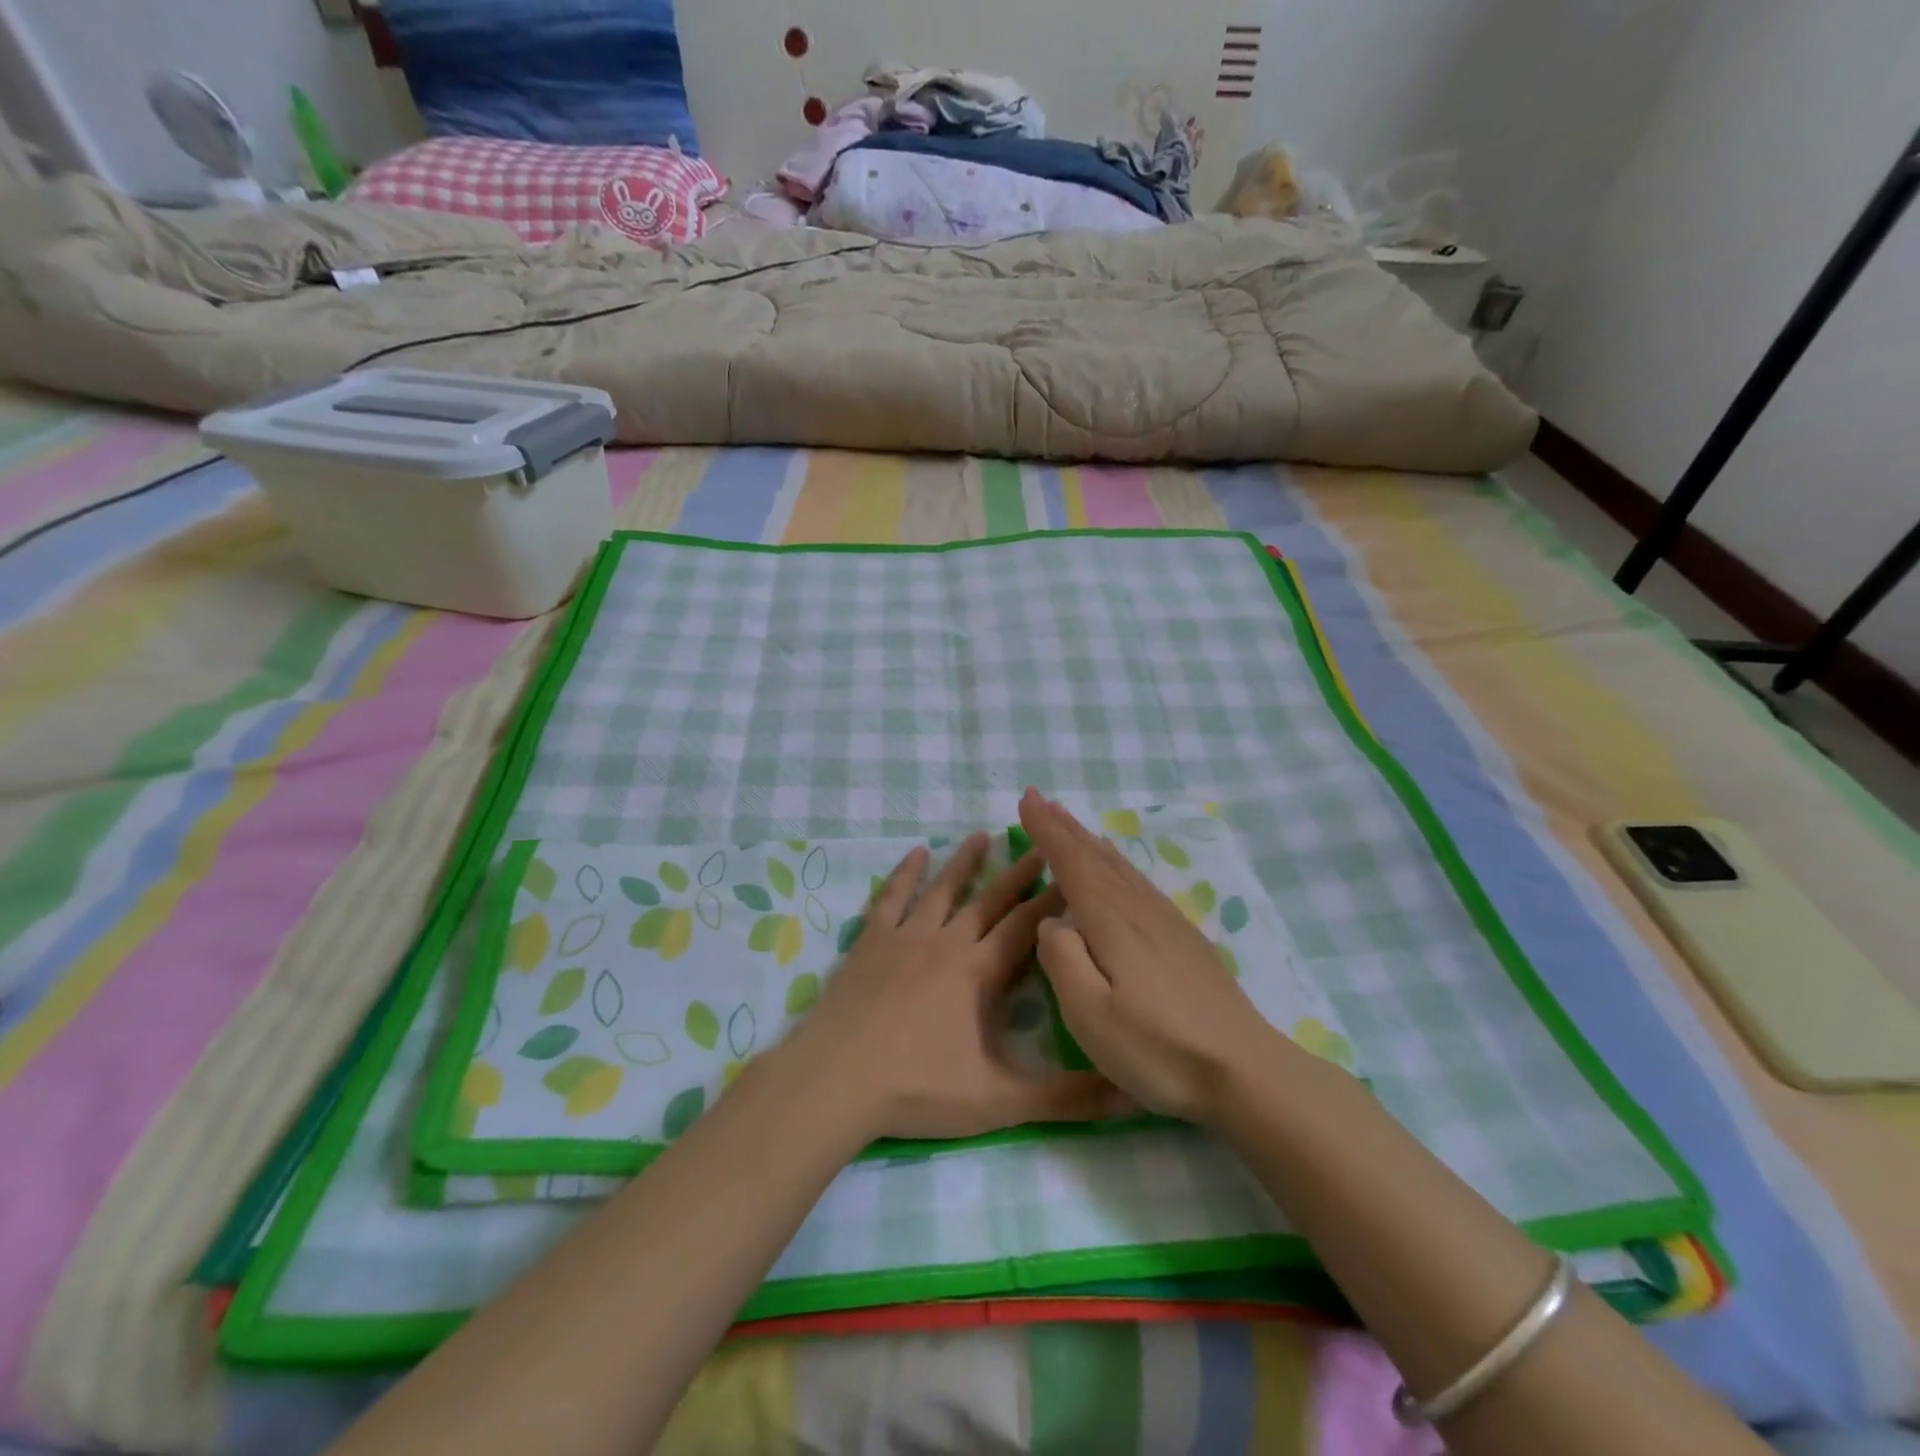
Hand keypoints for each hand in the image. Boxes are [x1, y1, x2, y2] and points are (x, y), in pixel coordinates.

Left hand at [779, 831, 1123, 1141]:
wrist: (836, 1080)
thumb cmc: (917, 1087)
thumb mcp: (999, 1101)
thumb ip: (1065, 1098)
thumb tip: (1131, 1095)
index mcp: (978, 972)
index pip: (1026, 928)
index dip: (1053, 902)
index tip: (1074, 875)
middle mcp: (946, 942)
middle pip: (990, 900)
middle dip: (1019, 873)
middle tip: (1040, 844)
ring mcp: (905, 937)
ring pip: (942, 889)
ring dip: (964, 862)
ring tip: (982, 834)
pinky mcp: (870, 941)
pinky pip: (891, 898)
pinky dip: (904, 874)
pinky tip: (915, 853)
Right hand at [1018, 789, 1290, 1124]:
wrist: (1245, 1071)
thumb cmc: (1158, 1047)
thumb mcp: (1091, 1014)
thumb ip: (1063, 960)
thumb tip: (1051, 922)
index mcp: (1110, 921)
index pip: (1070, 862)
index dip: (1046, 830)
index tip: (1026, 798)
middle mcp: (1137, 909)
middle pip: (1095, 856)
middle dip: (1065, 827)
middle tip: (1041, 799)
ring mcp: (1166, 921)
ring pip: (1119, 867)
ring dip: (1090, 841)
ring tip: (1073, 823)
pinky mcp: (1184, 938)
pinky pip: (1139, 882)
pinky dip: (1118, 864)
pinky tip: (1120, 869)